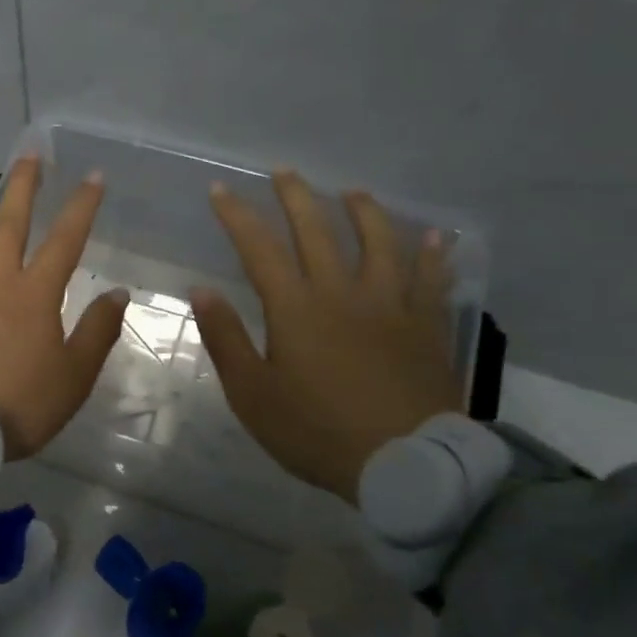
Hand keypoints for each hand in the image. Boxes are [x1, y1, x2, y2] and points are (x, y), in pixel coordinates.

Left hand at [0, 157, 127, 461]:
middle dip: (22, 187)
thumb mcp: (73, 378)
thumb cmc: (16, 407)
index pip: (65, 242)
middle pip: (9, 226)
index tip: (91, 175)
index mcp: (33, 297)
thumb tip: (118, 292)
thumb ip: (96, 333)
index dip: (81, 207)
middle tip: (28, 153)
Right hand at [191, 171, 462, 504]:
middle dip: (296, 197)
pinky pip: (432, 280)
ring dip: (364, 212)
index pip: (260, 248)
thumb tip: (201, 290)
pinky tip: (435, 237)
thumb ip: (226, 338)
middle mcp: (342, 293)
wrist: (404, 464)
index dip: (238, 216)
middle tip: (284, 172)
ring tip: (352, 192)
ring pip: (380, 243)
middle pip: (318, 231)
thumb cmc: (316, 431)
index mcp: (295, 308)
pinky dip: (432, 256)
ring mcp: (391, 306)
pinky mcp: (426, 326)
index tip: (221, 190)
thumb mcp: (253, 393)